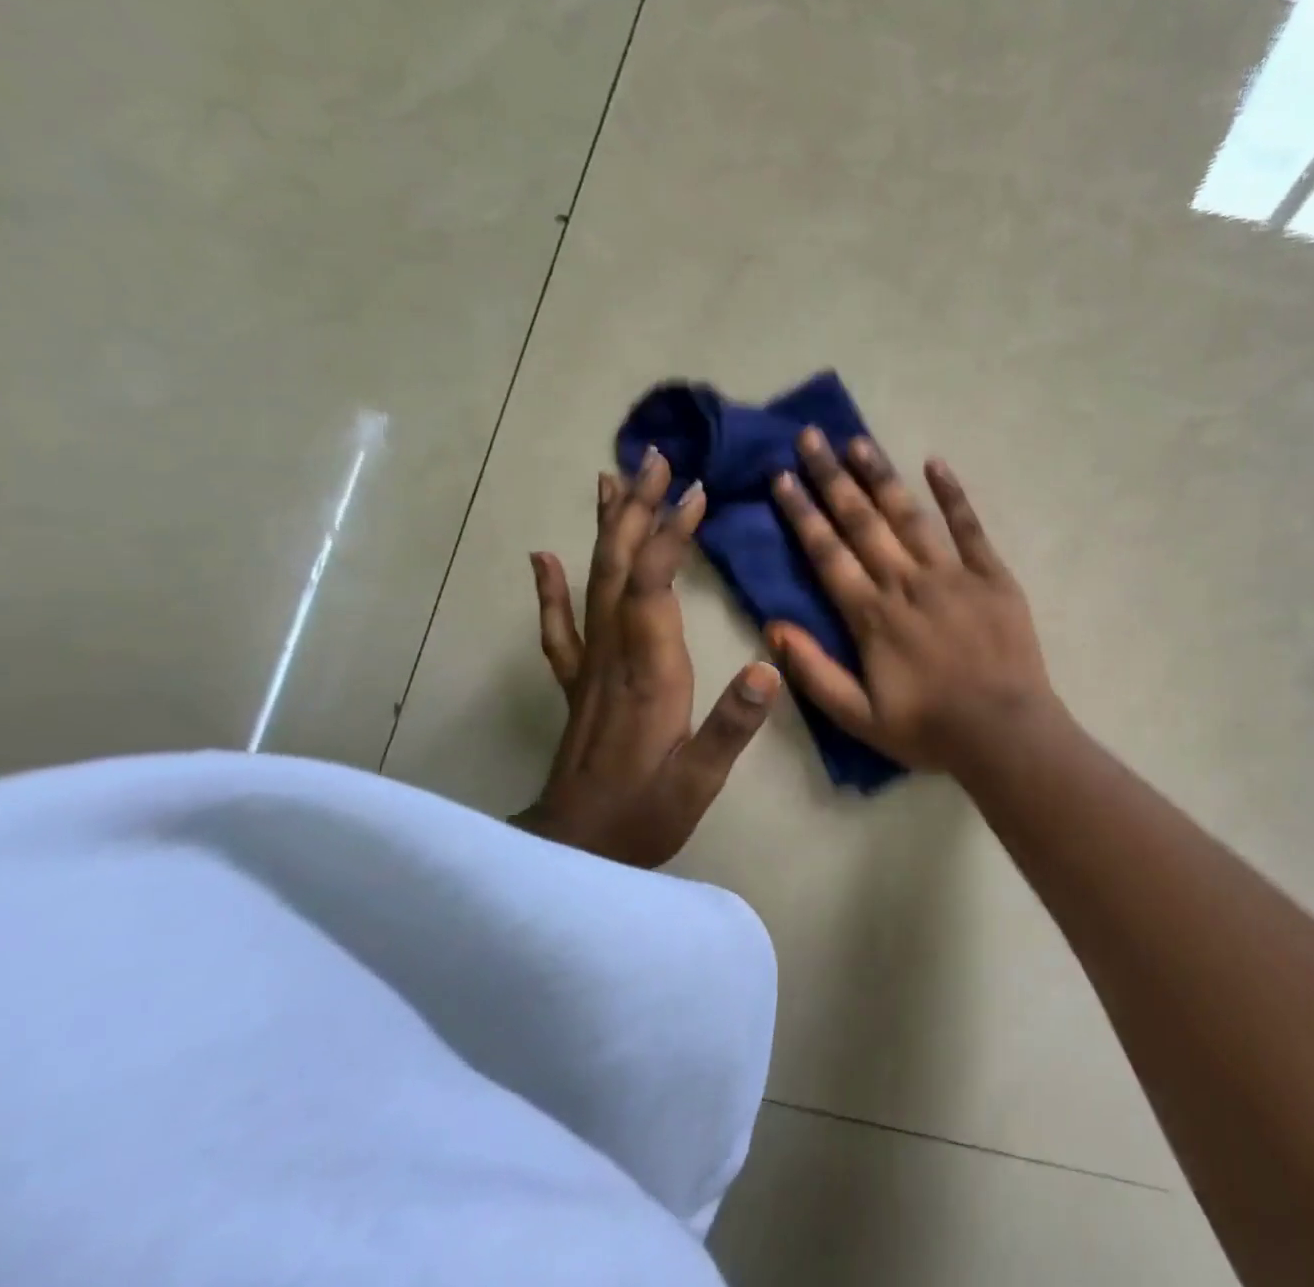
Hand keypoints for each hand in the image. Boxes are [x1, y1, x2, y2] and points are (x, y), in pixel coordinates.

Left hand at [512, 451, 781, 867]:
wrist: (573, 852)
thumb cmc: (643, 815)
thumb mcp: (699, 780)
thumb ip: (732, 725)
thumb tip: (768, 668)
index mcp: (648, 671)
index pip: (653, 584)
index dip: (671, 535)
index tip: (695, 492)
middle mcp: (614, 655)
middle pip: (619, 567)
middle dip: (638, 510)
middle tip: (654, 460)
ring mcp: (590, 666)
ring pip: (593, 582)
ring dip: (606, 529)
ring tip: (612, 481)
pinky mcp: (578, 682)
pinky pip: (561, 625)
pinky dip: (553, 587)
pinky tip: (545, 557)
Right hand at [766, 428, 1058, 772]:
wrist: (1005, 733)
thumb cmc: (930, 729)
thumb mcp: (859, 718)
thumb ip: (814, 672)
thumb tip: (773, 626)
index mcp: (872, 616)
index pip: (827, 553)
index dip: (802, 513)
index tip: (782, 476)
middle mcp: (906, 583)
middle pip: (862, 521)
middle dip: (832, 478)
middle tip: (811, 437)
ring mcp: (952, 574)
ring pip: (908, 515)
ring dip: (880, 475)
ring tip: (857, 441)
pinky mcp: (991, 575)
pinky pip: (968, 527)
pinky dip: (951, 494)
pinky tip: (934, 463)